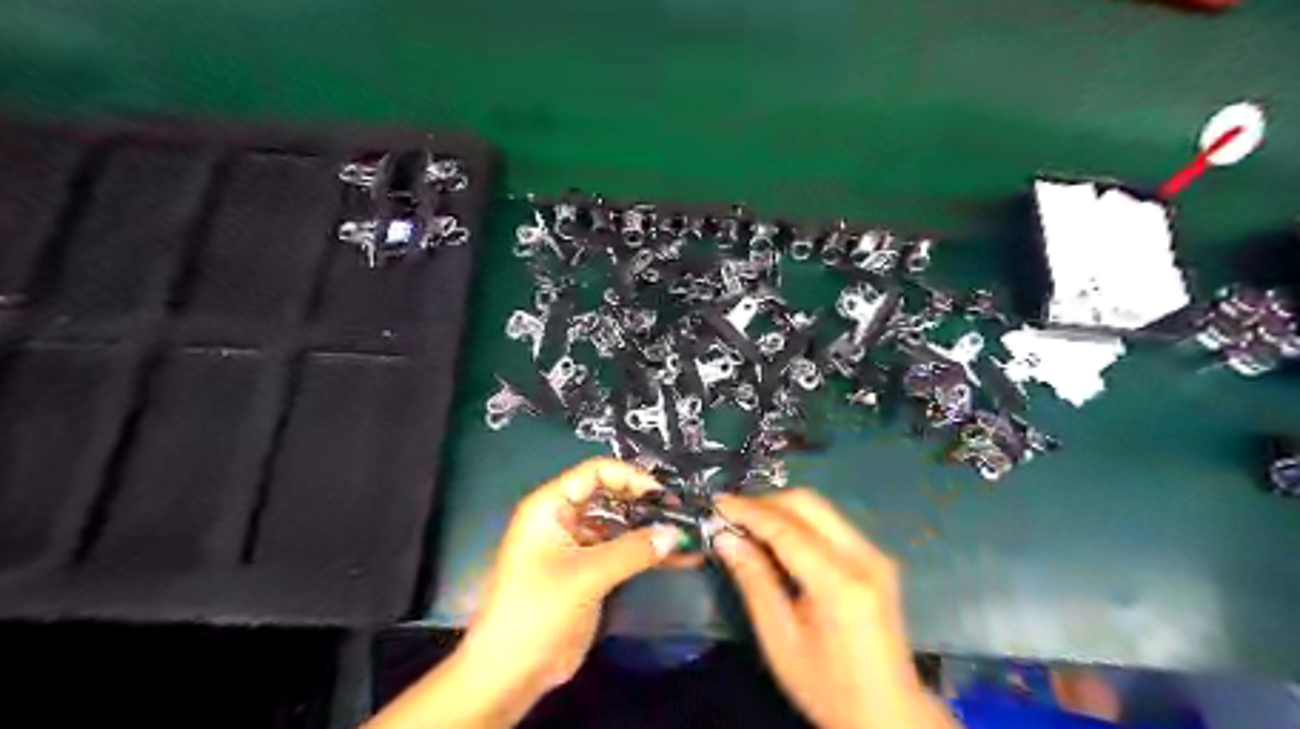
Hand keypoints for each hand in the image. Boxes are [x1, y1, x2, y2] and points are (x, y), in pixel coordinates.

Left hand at [364, 460, 683, 727]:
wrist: (511, 673)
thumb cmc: (537, 610)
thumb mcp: (585, 575)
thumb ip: (632, 551)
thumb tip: (676, 533)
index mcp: (550, 507)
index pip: (595, 473)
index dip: (630, 477)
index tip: (663, 494)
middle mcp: (564, 519)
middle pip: (611, 497)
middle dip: (646, 504)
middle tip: (684, 512)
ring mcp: (578, 546)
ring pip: (620, 526)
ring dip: (652, 530)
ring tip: (690, 534)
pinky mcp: (590, 572)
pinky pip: (623, 553)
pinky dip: (647, 554)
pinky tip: (679, 558)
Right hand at [711, 488, 950, 728]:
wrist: (889, 714)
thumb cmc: (828, 687)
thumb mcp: (780, 640)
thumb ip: (754, 581)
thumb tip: (725, 538)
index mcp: (840, 583)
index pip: (786, 527)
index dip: (748, 511)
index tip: (716, 503)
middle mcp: (864, 557)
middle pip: (808, 504)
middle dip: (765, 503)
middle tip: (731, 516)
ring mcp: (875, 555)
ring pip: (820, 509)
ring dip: (781, 510)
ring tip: (747, 526)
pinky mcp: (876, 559)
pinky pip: (831, 524)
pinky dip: (799, 523)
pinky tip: (777, 540)